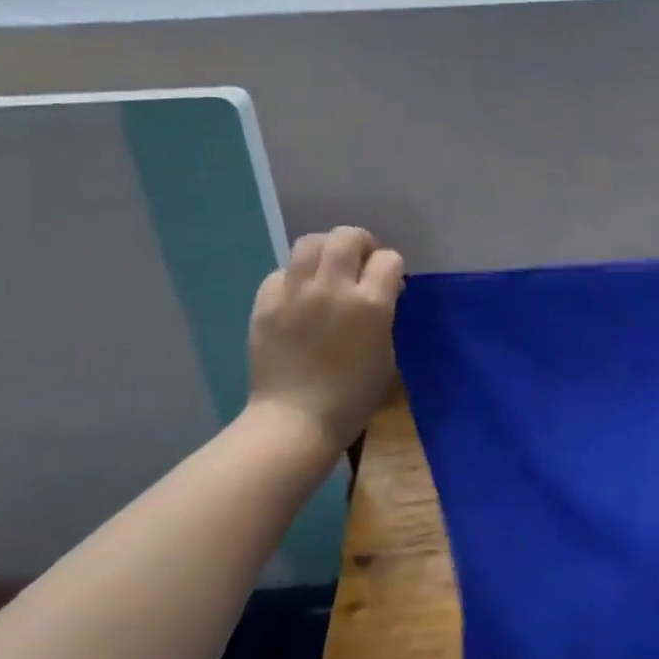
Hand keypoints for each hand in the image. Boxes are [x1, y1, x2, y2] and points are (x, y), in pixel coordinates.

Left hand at [247, 227, 404, 454]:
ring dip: (325, 250)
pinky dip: (294, 278)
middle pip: (347, 237)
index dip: (391, 268)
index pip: (388, 259)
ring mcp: (295, 293)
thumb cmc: (352, 397)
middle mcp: (333, 288)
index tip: (389, 283)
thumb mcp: (386, 354)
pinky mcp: (266, 303)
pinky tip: (298, 297)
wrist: (295, 421)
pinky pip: (282, 272)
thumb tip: (379, 292)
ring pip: (310, 243)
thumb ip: (384, 315)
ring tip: (327, 270)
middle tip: (359, 262)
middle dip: (359, 243)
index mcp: (371, 305)